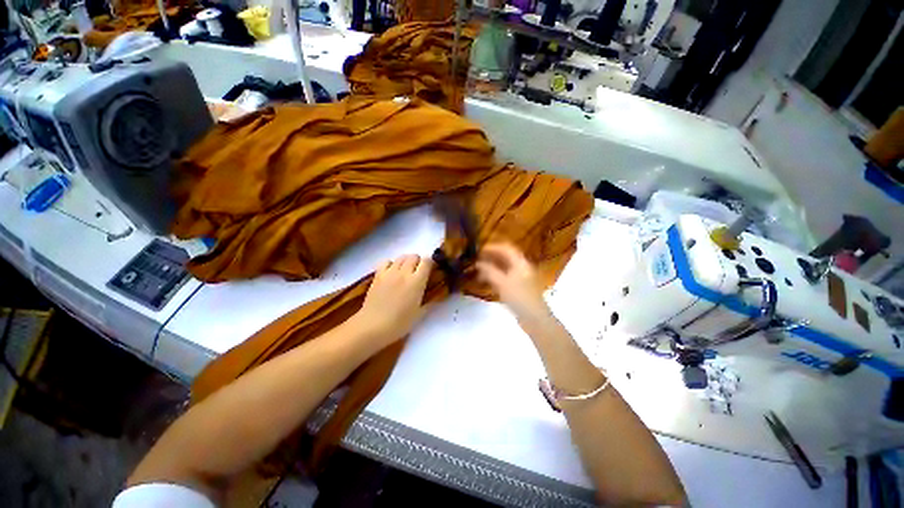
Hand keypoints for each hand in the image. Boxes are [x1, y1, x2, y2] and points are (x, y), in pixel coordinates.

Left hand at [351, 254, 432, 346]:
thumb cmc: (399, 323)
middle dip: (418, 262)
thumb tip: (435, 296)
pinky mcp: (378, 275)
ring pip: (401, 257)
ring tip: (405, 272)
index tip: (431, 270)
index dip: (430, 263)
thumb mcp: (419, 314)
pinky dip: (391, 264)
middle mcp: (404, 273)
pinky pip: (386, 261)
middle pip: (414, 256)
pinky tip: (391, 272)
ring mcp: (389, 272)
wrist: (373, 326)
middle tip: (418, 273)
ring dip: (406, 262)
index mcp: (417, 282)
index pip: (426, 261)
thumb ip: (429, 302)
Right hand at [476, 243, 547, 319]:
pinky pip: (505, 277)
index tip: (479, 250)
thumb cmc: (519, 297)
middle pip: (506, 257)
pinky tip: (487, 281)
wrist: (535, 318)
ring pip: (505, 268)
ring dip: (492, 267)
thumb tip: (478, 263)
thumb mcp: (502, 283)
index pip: (506, 249)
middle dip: (491, 257)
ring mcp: (521, 278)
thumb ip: (489, 271)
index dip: (492, 247)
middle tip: (477, 259)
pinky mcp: (519, 288)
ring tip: (479, 271)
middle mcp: (522, 267)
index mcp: (520, 263)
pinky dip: (495, 276)